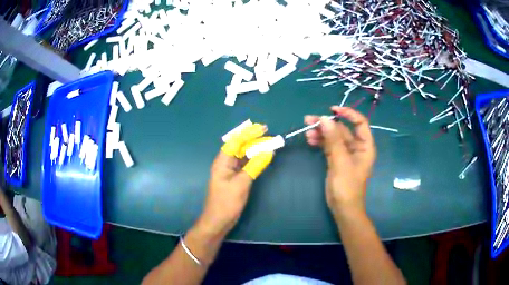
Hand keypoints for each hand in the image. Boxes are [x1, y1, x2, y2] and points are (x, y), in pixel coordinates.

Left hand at [196, 124, 273, 237]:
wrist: (218, 221)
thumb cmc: (226, 202)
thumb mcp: (241, 184)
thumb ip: (254, 166)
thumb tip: (268, 151)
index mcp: (222, 162)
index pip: (235, 142)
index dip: (248, 133)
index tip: (262, 129)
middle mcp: (225, 164)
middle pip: (239, 147)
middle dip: (253, 140)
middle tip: (269, 136)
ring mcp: (230, 172)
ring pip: (243, 156)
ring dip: (255, 150)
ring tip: (269, 144)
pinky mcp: (235, 179)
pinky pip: (245, 165)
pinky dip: (254, 161)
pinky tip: (263, 158)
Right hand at [305, 106, 375, 218]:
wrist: (343, 208)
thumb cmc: (347, 187)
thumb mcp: (341, 162)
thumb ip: (333, 140)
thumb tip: (324, 118)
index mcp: (365, 146)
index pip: (360, 123)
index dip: (348, 113)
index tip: (332, 110)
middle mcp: (356, 147)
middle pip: (343, 129)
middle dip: (327, 124)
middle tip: (309, 120)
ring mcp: (345, 154)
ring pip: (333, 137)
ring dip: (321, 133)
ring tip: (307, 131)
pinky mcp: (336, 159)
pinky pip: (328, 146)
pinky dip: (320, 142)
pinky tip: (310, 140)